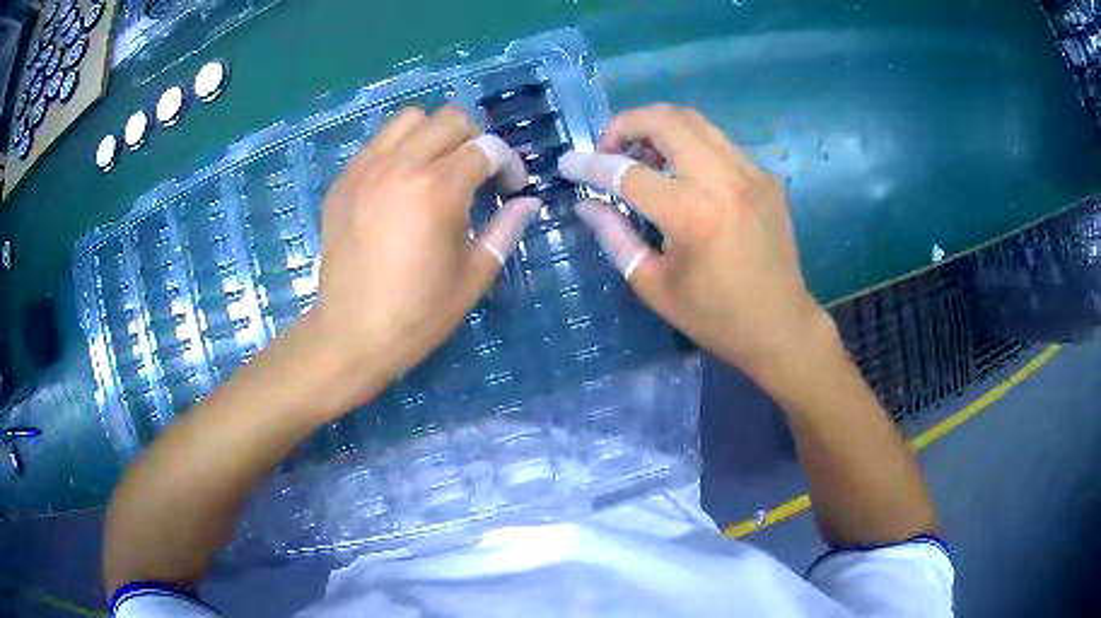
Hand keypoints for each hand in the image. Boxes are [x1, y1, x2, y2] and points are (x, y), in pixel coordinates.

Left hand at [305, 106, 539, 408]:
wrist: (351, 334)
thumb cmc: (418, 313)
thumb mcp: (474, 275)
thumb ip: (506, 229)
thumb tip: (529, 202)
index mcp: (437, 190)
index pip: (486, 147)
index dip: (508, 163)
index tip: (511, 187)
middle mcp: (399, 166)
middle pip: (449, 119)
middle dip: (474, 139)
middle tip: (476, 174)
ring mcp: (365, 170)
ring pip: (409, 119)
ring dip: (433, 134)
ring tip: (437, 168)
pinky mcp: (343, 181)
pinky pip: (378, 143)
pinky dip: (399, 149)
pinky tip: (401, 185)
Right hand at [558, 104, 833, 383]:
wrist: (781, 326)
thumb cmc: (715, 317)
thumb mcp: (654, 285)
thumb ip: (615, 237)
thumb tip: (586, 203)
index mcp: (693, 216)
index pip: (628, 173)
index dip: (590, 165)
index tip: (567, 163)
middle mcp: (725, 181)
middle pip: (666, 120)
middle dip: (625, 124)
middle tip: (609, 149)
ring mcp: (751, 174)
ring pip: (695, 121)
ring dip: (658, 127)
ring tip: (641, 156)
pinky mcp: (766, 177)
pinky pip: (718, 142)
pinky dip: (688, 145)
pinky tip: (681, 173)